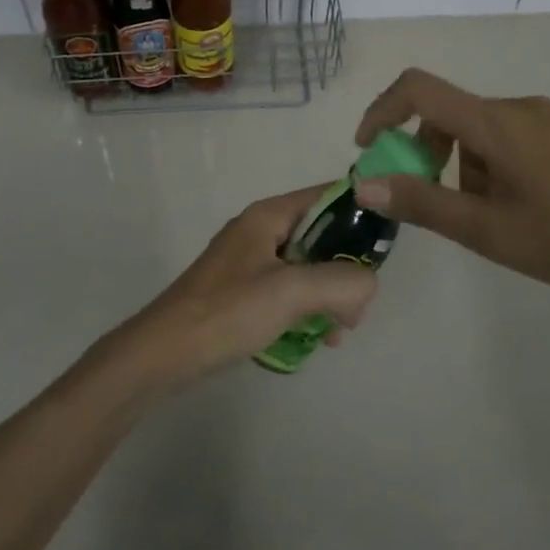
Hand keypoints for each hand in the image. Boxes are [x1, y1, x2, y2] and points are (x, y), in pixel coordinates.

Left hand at [106, 186, 378, 385]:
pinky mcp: (243, 293)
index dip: (361, 211)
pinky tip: (316, 341)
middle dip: (347, 267)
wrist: (162, 354)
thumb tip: (369, 284)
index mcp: (269, 215)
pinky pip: (289, 291)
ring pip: (308, 267)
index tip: (387, 242)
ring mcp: (250, 263)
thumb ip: (342, 281)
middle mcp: (261, 231)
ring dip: (330, 294)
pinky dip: (308, 310)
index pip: (328, 195)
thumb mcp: (291, 291)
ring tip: (339, 330)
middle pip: (322, 235)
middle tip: (359, 304)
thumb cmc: (226, 312)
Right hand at [353, 68, 549, 306]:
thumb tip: (363, 184)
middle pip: (449, 114)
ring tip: (486, 218)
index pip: (420, 89)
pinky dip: (489, 164)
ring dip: (461, 167)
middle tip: (428, 201)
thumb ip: (422, 202)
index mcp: (497, 122)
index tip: (369, 150)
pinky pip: (508, 136)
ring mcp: (548, 119)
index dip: (383, 110)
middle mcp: (520, 107)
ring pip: (478, 131)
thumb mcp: (487, 230)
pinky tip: (516, 208)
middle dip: (425, 153)